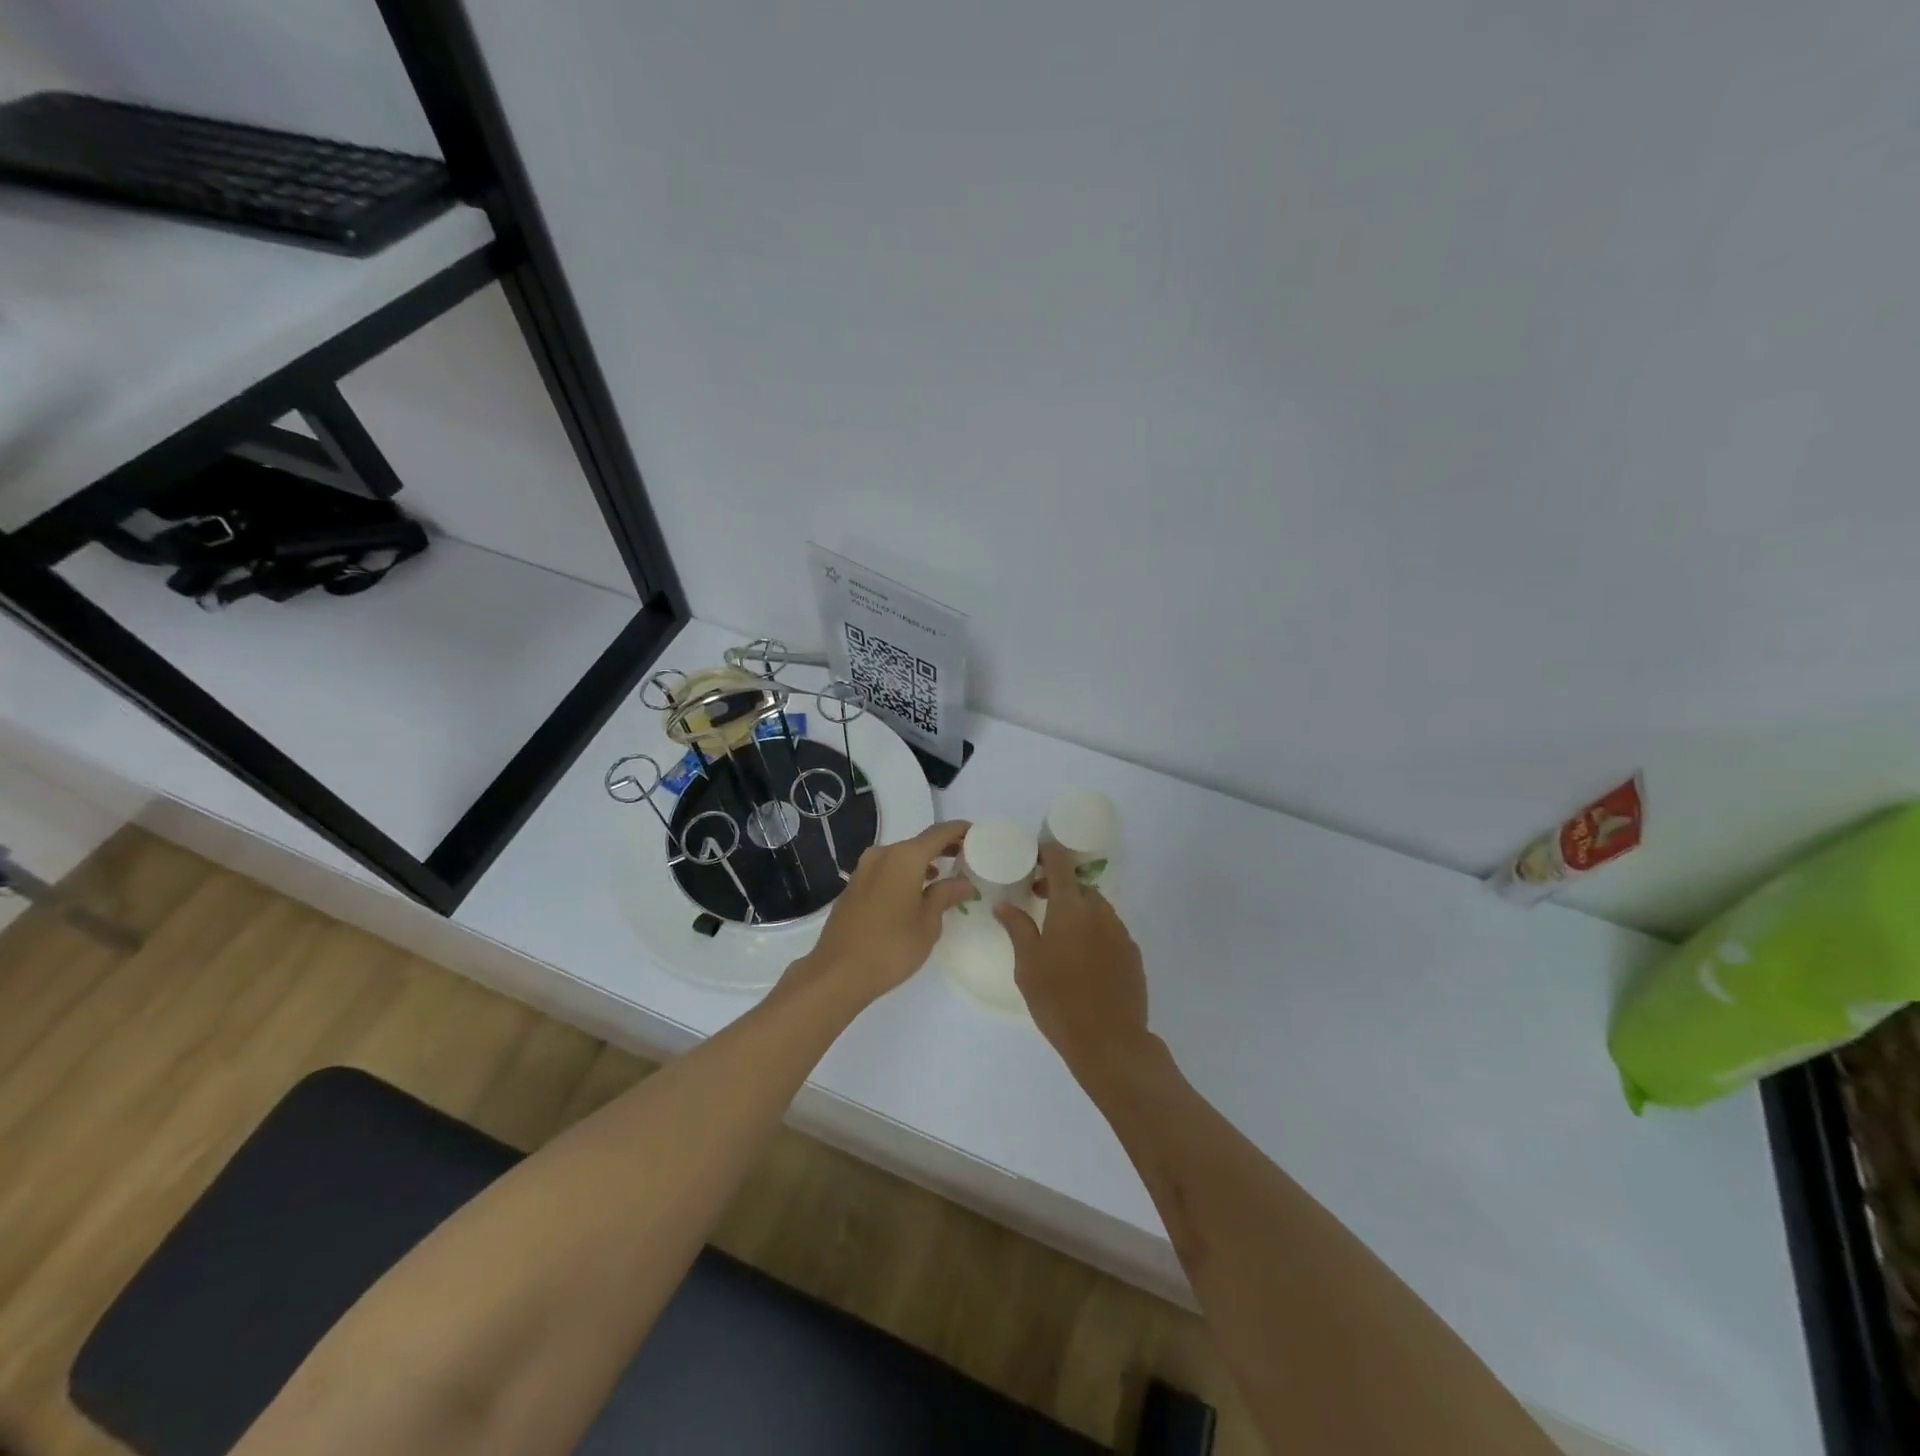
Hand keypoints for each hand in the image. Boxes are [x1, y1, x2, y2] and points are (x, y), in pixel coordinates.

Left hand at [786, 820, 976, 1009]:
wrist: (838, 973)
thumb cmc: (891, 947)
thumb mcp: (928, 923)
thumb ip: (946, 895)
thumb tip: (964, 883)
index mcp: (904, 858)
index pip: (939, 833)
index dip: (960, 830)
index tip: (977, 834)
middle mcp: (882, 855)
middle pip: (919, 843)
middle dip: (942, 847)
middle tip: (966, 857)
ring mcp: (863, 870)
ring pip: (900, 857)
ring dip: (922, 862)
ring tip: (942, 877)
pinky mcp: (853, 887)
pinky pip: (886, 870)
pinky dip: (904, 874)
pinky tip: (914, 893)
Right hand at [995, 843, 1149, 1068]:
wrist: (1110, 1042)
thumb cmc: (1058, 1001)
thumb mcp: (1027, 966)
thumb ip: (1017, 928)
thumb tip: (1004, 905)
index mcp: (1070, 908)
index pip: (1060, 863)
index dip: (1047, 853)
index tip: (1033, 858)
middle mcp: (1099, 912)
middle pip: (1079, 885)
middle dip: (1059, 885)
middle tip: (1038, 899)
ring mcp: (1121, 932)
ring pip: (1097, 907)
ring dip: (1078, 909)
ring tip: (1060, 931)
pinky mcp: (1133, 954)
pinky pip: (1110, 929)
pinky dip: (1094, 930)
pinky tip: (1082, 956)